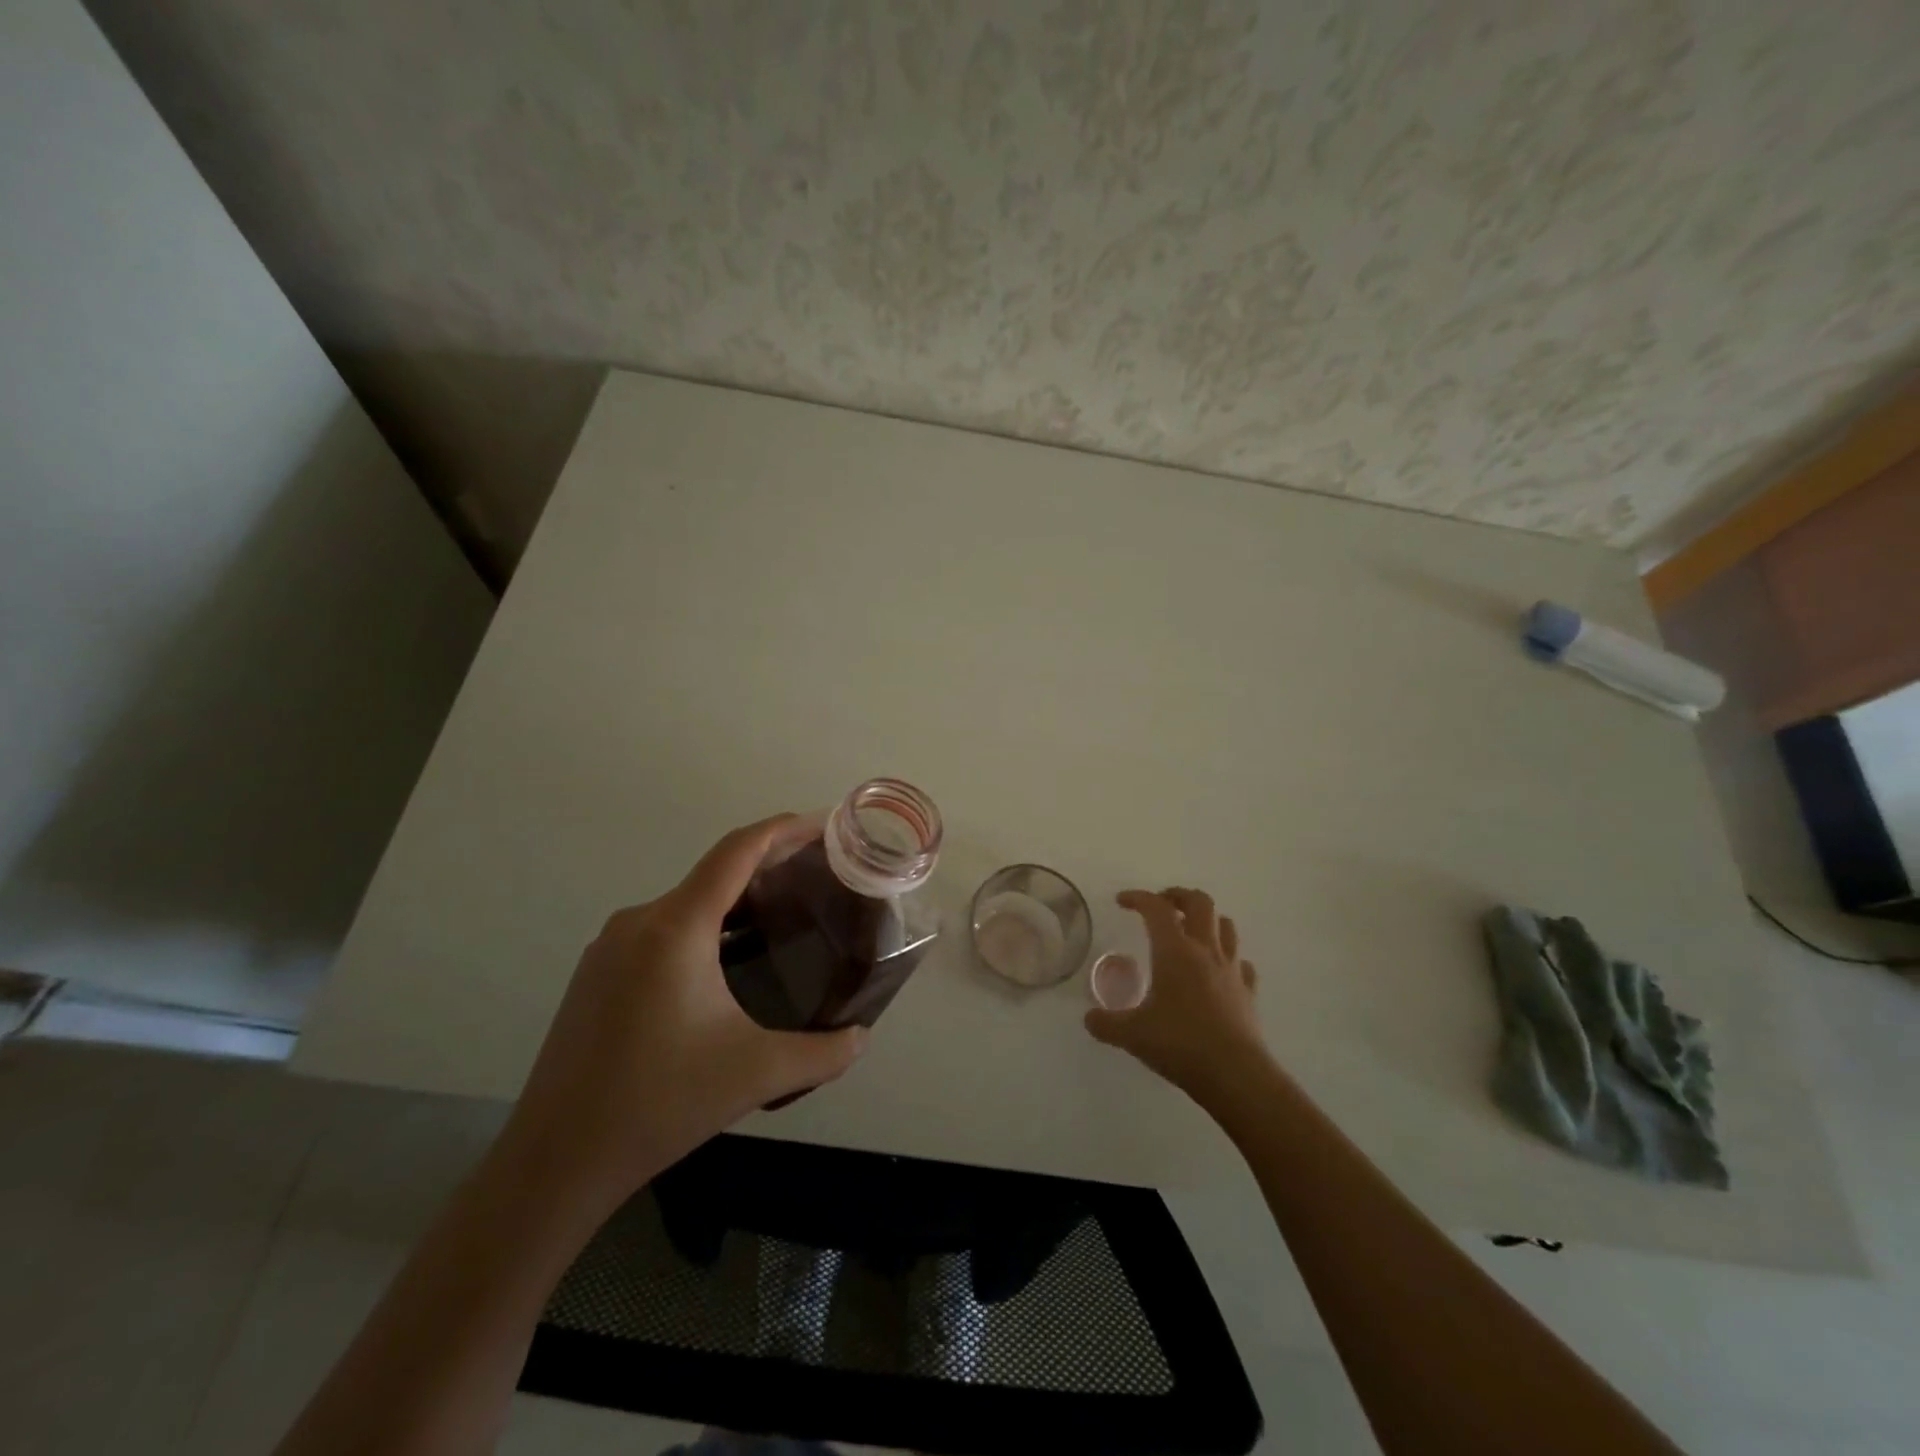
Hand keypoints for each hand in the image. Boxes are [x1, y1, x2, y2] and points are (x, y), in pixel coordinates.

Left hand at [502, 814, 868, 1213]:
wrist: (553, 1162)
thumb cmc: (659, 1104)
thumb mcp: (755, 1075)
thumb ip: (823, 1053)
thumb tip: (861, 1038)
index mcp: (676, 928)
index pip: (736, 852)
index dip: (782, 830)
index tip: (822, 825)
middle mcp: (639, 922)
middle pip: (713, 874)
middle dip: (767, 868)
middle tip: (816, 880)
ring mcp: (610, 947)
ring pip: (686, 904)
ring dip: (734, 903)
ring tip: (779, 921)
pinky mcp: (596, 973)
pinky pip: (662, 930)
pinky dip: (703, 928)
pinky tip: (725, 966)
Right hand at [1086, 887, 1269, 1101]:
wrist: (1235, 1075)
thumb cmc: (1180, 1044)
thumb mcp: (1132, 1034)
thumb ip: (1106, 1023)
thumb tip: (1089, 1018)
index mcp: (1175, 951)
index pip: (1156, 908)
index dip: (1138, 898)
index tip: (1122, 901)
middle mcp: (1205, 950)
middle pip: (1200, 903)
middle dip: (1179, 896)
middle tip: (1162, 904)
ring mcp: (1231, 970)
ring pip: (1225, 926)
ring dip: (1207, 920)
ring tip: (1191, 930)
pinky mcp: (1247, 992)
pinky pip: (1241, 963)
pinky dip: (1229, 958)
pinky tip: (1219, 970)